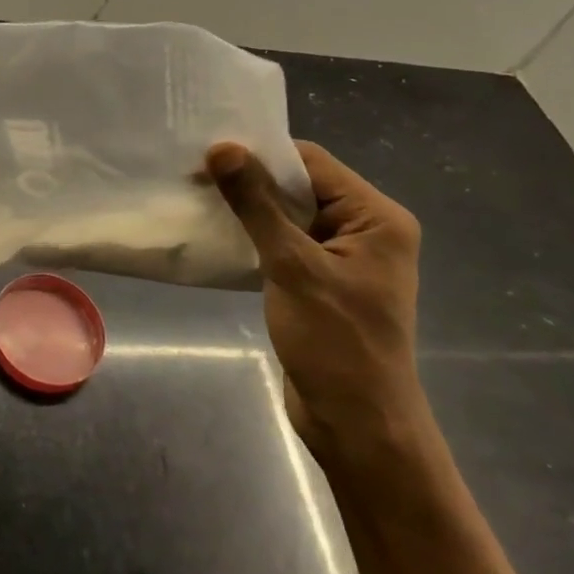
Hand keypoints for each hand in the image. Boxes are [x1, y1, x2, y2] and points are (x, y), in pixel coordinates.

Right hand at [207, 140, 425, 467]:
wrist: (357, 426)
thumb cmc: (335, 342)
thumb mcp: (292, 267)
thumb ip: (257, 205)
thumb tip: (223, 148)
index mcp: (377, 217)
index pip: (313, 163)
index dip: (262, 154)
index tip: (210, 153)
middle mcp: (366, 230)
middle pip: (302, 186)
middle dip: (251, 181)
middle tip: (196, 173)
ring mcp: (344, 257)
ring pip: (289, 215)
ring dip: (249, 209)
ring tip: (199, 198)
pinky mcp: (322, 281)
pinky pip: (285, 243)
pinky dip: (254, 236)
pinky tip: (218, 234)